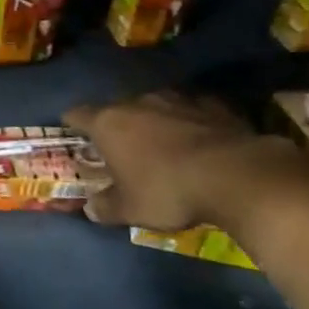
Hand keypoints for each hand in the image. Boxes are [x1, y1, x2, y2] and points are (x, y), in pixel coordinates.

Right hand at [64, 91, 284, 230]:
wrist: (235, 175)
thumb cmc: (168, 191)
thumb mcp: (130, 209)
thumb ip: (105, 207)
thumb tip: (90, 208)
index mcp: (108, 123)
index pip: (76, 114)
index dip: (72, 124)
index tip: (74, 135)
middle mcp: (137, 102)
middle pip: (116, 107)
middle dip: (117, 125)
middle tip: (122, 149)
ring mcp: (177, 99)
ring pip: (155, 105)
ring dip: (154, 120)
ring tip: (162, 143)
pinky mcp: (212, 104)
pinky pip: (191, 109)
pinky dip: (190, 121)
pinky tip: (199, 140)